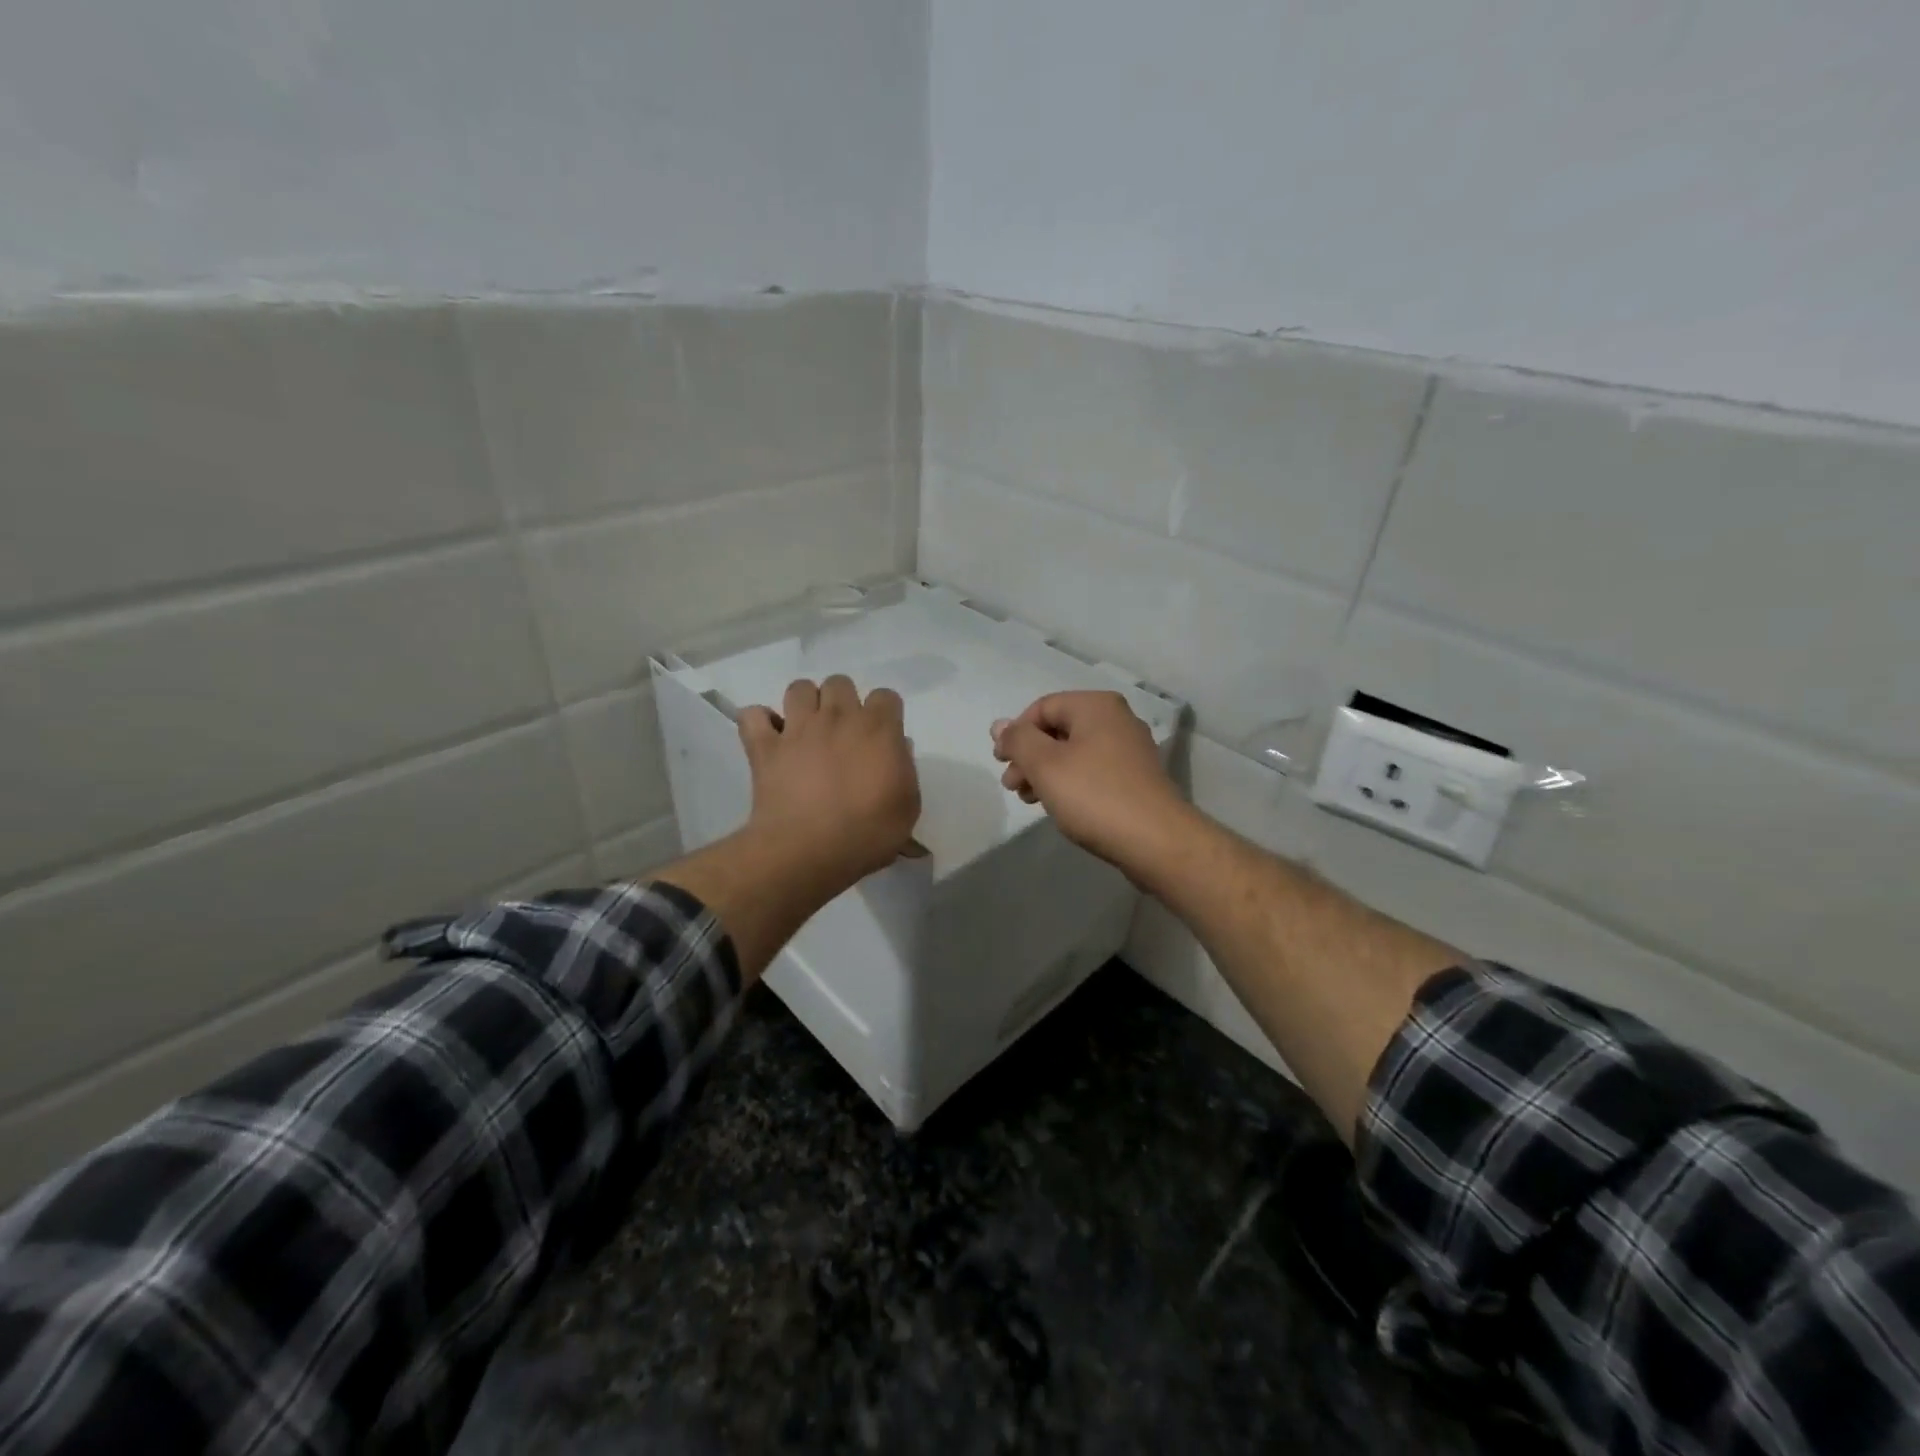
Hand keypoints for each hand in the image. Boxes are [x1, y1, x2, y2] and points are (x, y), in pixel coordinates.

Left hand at [738, 676, 921, 893]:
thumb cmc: (867, 832)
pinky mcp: (765, 746)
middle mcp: (838, 717)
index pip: (886, 696)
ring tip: (808, 729)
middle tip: (843, 732)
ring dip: (804, 703)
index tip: (883, 736)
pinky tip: (769, 738)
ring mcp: (797, 728)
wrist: (808, 850)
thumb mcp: (907, 808)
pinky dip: (759, 722)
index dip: (885, 713)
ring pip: (799, 688)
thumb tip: (897, 749)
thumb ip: (904, 771)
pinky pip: (753, 715)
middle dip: (843, 701)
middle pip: (840, 683)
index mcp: (878, 729)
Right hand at [991, 691, 1190, 878]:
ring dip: (1045, 772)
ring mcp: (1129, 749)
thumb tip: (999, 725)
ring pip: (1074, 752)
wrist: (1156, 841)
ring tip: (1030, 799)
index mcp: (1096, 706)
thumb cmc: (1094, 796)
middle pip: (1058, 729)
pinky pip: (1092, 771)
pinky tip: (1059, 806)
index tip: (1001, 764)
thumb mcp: (1045, 765)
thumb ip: (1018, 740)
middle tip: (1012, 786)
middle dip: (1029, 756)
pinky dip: (1070, 783)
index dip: (1016, 733)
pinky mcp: (1136, 778)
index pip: (1042, 707)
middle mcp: (1116, 719)